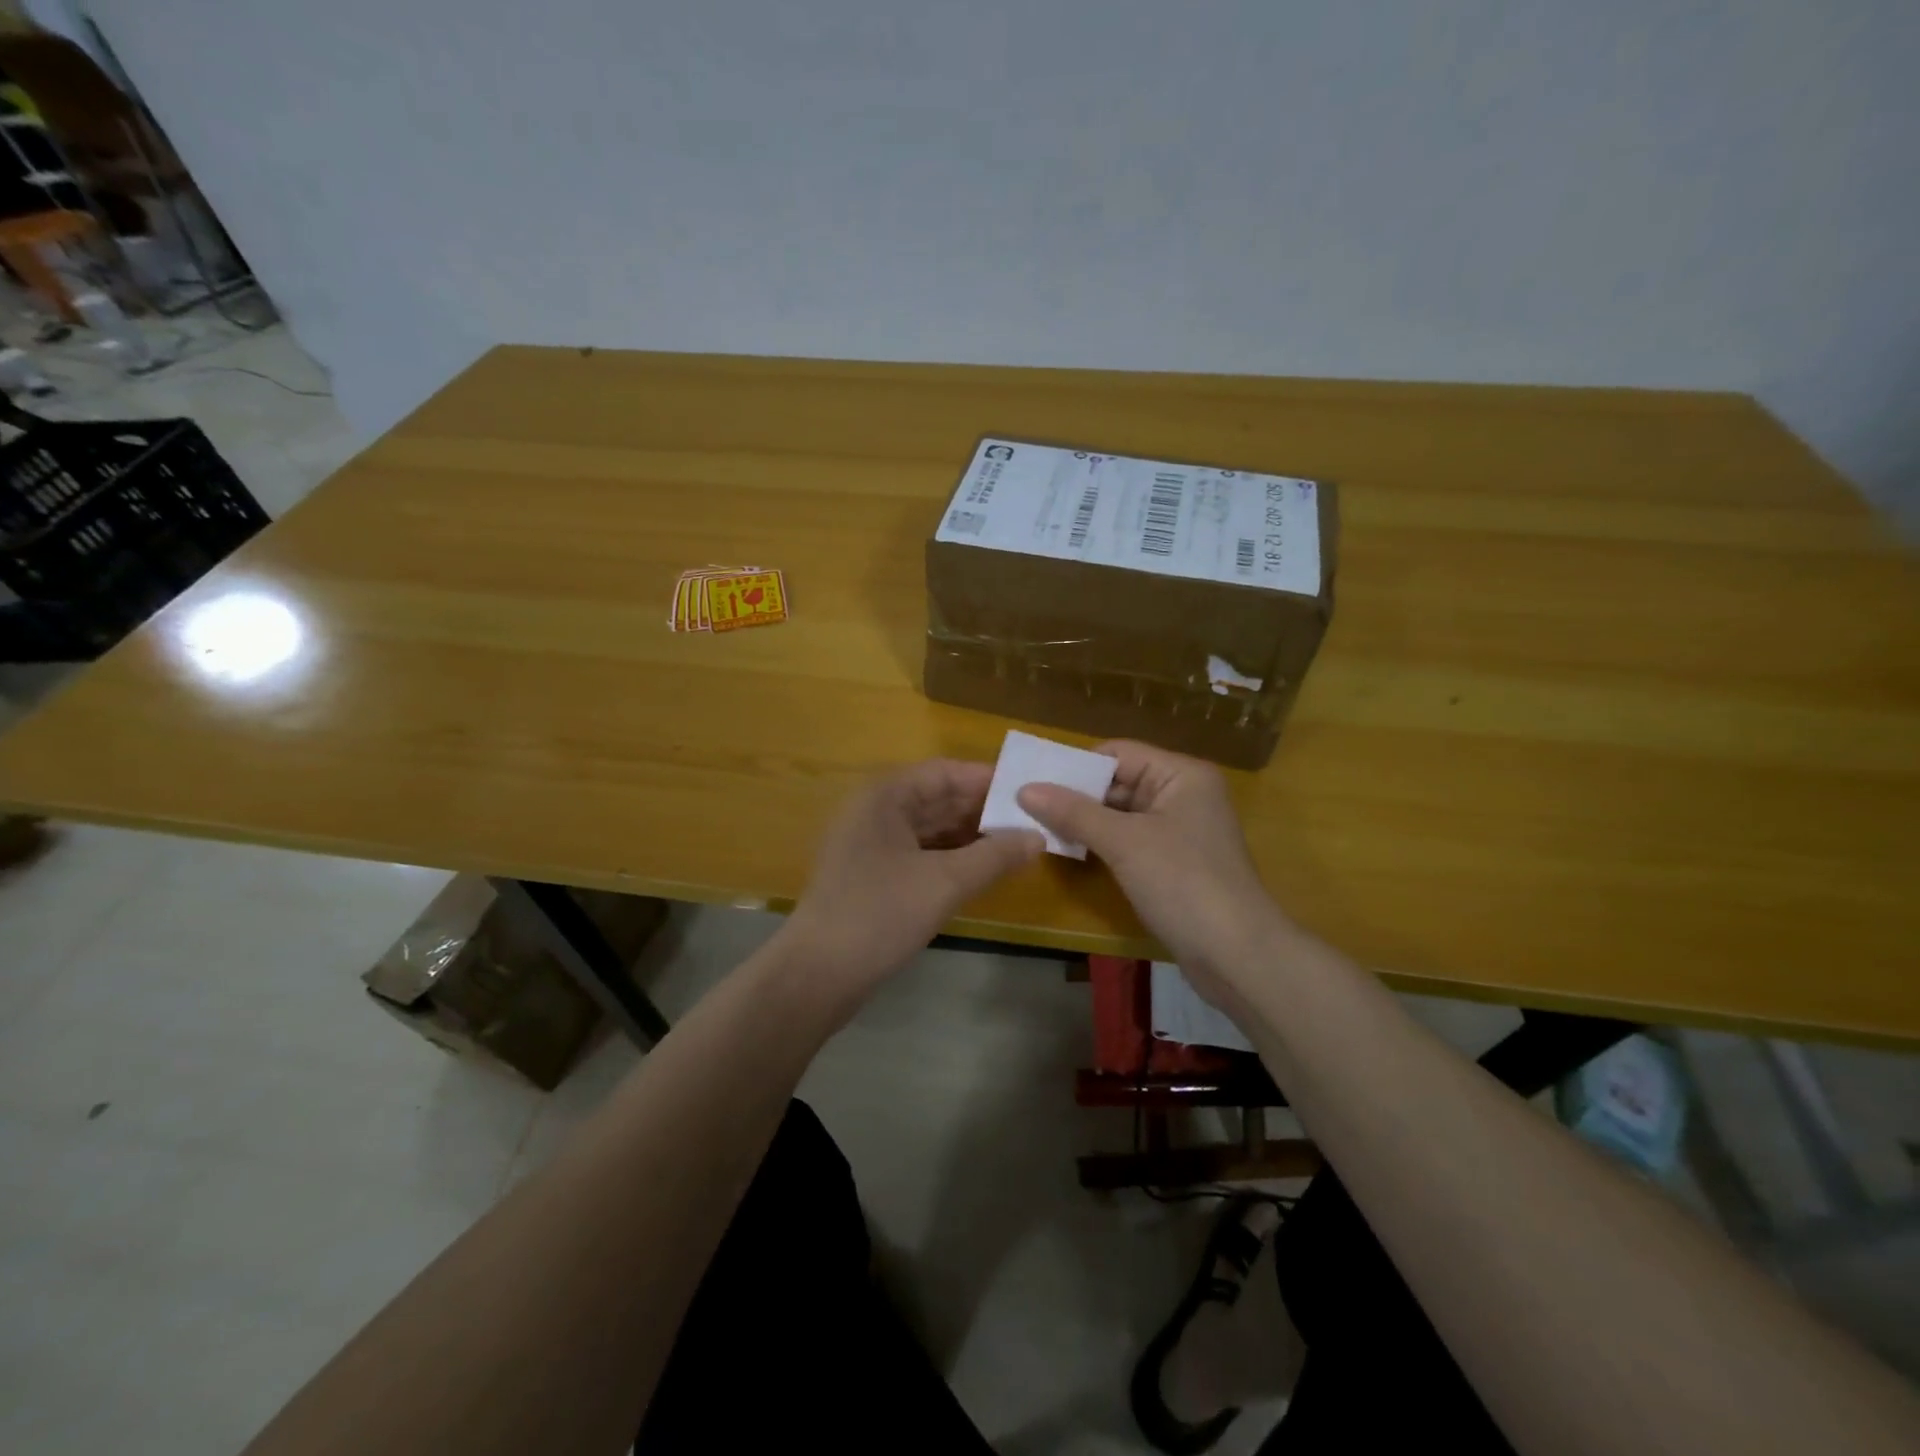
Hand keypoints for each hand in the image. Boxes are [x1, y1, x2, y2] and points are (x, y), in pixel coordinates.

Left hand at [779, 759, 1042, 1016]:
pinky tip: (981, 869)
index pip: (946, 772)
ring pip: (930, 828)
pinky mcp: (871, 874)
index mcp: (885, 796)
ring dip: (970, 835)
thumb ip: (995, 856)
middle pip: (938, 798)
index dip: (988, 781)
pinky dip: (950, 857)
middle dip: (983, 810)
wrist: (817, 974)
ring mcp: (870, 843)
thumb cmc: (880, 914)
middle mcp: (875, 810)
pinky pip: (919, 852)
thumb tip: (1038, 837)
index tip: (1031, 793)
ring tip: (1017, 845)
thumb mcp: (945, 882)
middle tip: (1033, 821)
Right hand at [1017, 741, 1288, 986]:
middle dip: (1076, 795)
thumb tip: (1025, 790)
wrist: (1237, 955)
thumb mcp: (1124, 842)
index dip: (1076, 766)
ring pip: (1121, 813)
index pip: (1118, 753)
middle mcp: (1183, 794)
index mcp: (1181, 774)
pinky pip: (1130, 839)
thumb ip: (1074, 812)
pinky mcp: (1174, 862)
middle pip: (1119, 782)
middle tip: (1025, 806)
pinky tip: (1069, 850)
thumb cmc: (1183, 883)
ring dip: (1085, 821)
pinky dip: (1102, 843)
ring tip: (1037, 827)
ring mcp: (1180, 830)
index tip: (1033, 781)